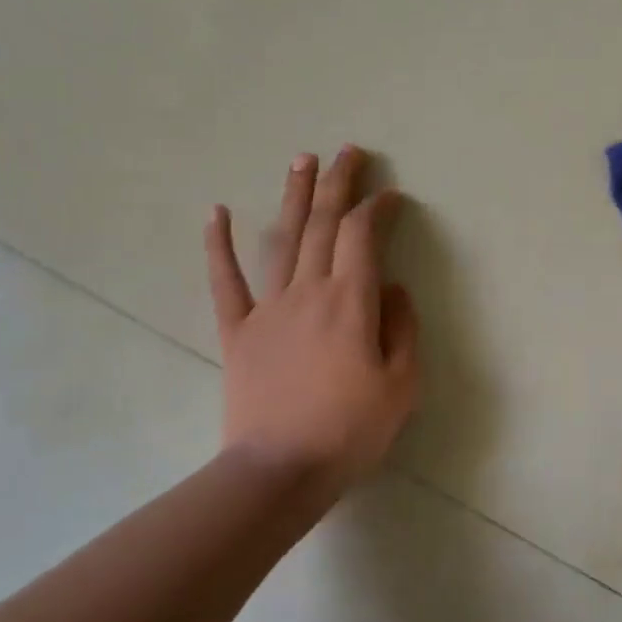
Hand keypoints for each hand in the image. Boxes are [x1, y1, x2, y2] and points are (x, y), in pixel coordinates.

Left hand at [204, 146, 419, 492]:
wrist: (281, 470)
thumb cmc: (351, 430)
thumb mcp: (402, 384)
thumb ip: (403, 327)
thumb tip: (392, 288)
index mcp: (351, 302)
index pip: (364, 236)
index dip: (378, 209)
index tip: (392, 196)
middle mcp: (309, 291)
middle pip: (324, 224)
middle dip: (339, 183)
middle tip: (349, 151)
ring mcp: (268, 308)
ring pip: (282, 239)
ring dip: (294, 197)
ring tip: (302, 160)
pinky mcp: (238, 331)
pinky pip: (226, 282)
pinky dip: (219, 245)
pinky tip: (218, 211)